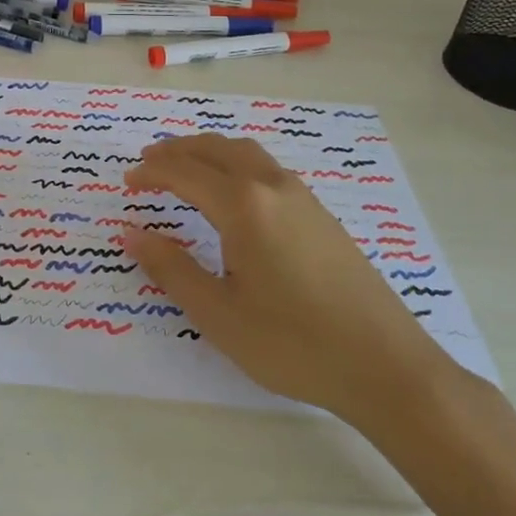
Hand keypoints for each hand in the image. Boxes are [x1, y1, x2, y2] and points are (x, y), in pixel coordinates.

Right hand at [124, 134, 454, 425]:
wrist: (388, 368)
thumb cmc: (294, 344)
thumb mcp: (219, 314)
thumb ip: (172, 269)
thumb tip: (132, 233)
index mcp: (244, 206)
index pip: (185, 172)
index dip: (152, 173)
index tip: (128, 181)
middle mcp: (272, 188)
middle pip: (217, 148)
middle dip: (178, 150)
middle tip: (149, 162)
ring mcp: (303, 198)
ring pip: (246, 153)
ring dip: (210, 151)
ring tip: (186, 167)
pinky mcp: (322, 216)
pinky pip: (267, 169)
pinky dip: (236, 164)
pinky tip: (234, 193)